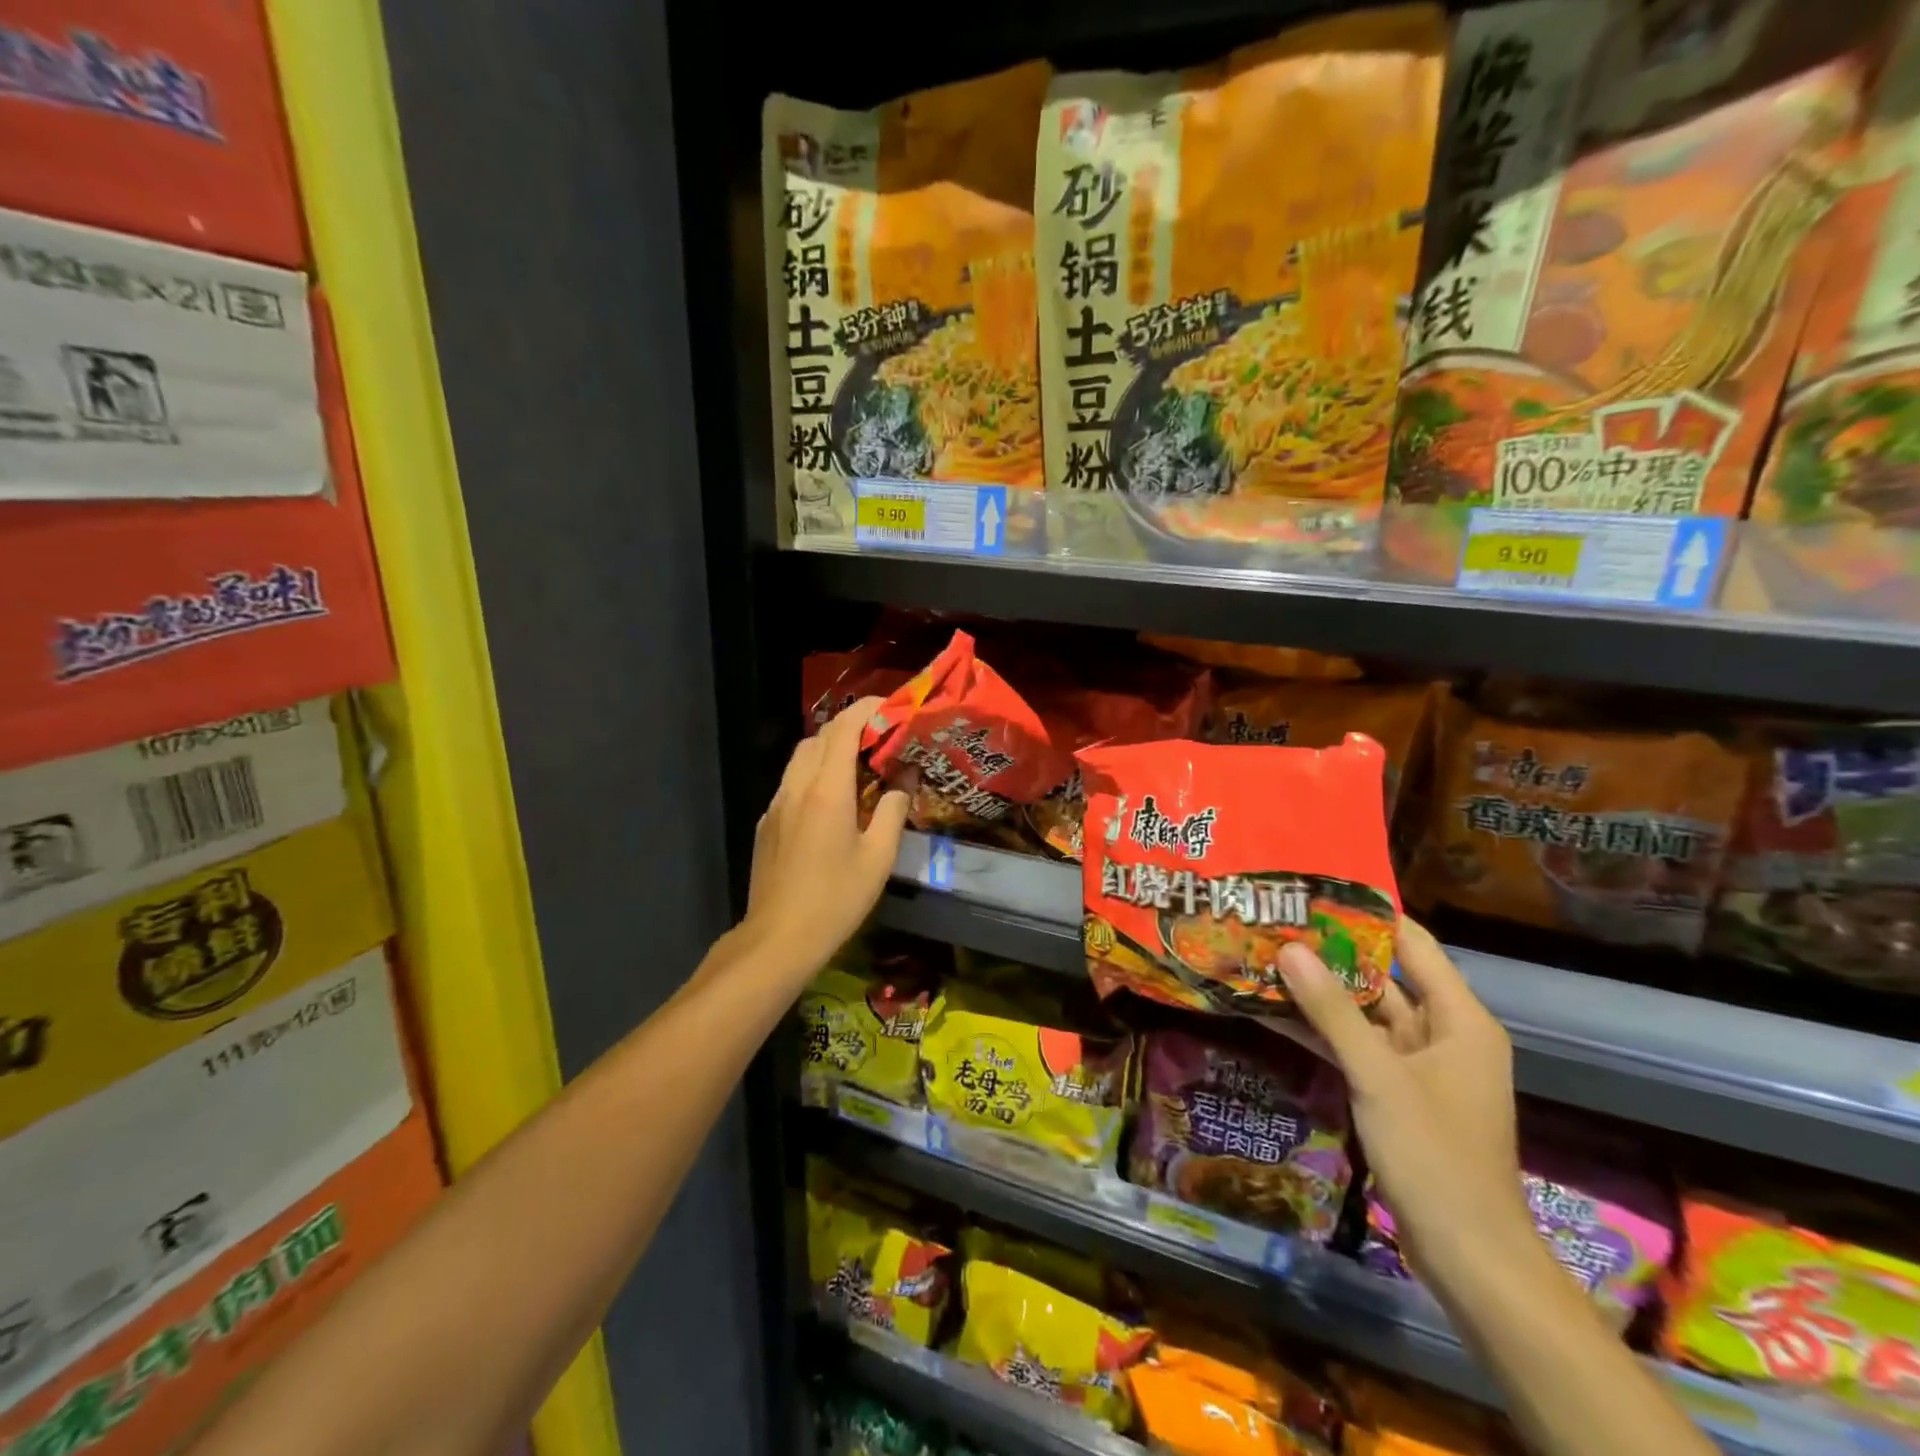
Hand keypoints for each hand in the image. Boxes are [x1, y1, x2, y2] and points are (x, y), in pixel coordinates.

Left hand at [743, 698, 908, 981]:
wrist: (777, 938)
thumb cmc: (836, 899)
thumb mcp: (878, 857)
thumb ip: (894, 810)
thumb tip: (905, 778)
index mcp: (826, 790)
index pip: (842, 728)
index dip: (867, 709)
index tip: (891, 707)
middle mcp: (796, 787)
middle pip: (819, 737)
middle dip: (850, 727)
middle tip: (881, 739)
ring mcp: (776, 804)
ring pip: (801, 757)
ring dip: (830, 749)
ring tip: (861, 765)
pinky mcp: (767, 823)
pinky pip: (791, 782)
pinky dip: (814, 773)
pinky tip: (833, 800)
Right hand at [1278, 920, 1532, 1288]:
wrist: (1467, 1254)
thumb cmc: (1435, 1154)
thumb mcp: (1378, 1075)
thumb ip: (1332, 1010)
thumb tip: (1289, 948)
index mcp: (1459, 1019)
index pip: (1413, 944)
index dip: (1367, 915)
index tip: (1314, 890)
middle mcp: (1441, 1032)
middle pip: (1382, 976)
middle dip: (1329, 952)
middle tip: (1274, 921)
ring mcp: (1416, 1064)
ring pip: (1361, 1012)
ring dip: (1317, 992)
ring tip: (1262, 956)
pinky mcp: (1394, 1091)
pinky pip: (1354, 1046)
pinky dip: (1319, 1030)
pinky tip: (1272, 1010)